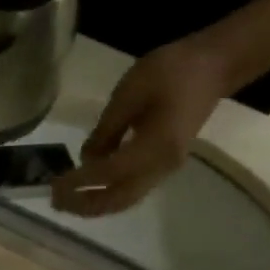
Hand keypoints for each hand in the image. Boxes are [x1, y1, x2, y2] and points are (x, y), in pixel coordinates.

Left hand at [52, 39, 237, 215]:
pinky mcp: (165, 163)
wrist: (215, 64)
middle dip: (85, 204)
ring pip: (126, 198)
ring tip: (65, 200)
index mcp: (156, 146)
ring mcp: (166, 167)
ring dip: (95, 203)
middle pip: (119, 199)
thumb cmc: (171, 71)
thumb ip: (106, 130)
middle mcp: (163, 165)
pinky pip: (133, 188)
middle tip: (55, 201)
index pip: (109, 174)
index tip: (54, 184)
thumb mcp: (128, 94)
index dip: (79, 182)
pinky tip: (87, 188)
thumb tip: (85, 159)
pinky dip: (108, 193)